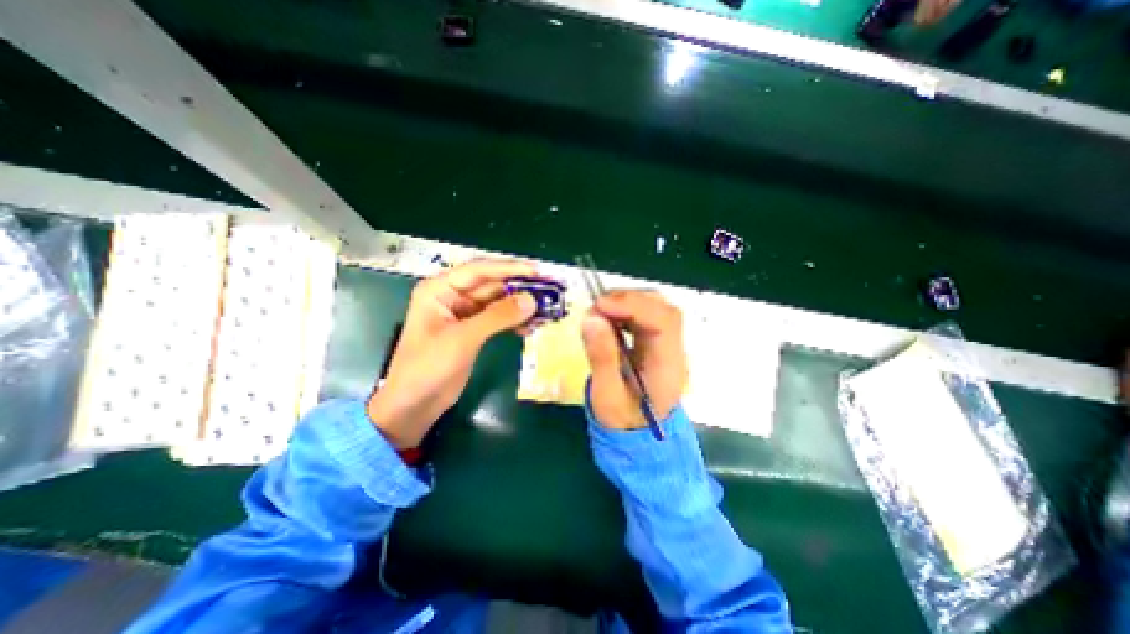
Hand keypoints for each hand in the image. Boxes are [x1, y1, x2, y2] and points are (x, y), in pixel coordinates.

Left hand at [364, 259, 533, 446]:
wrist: (414, 405)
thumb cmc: (428, 368)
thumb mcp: (463, 339)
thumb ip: (497, 317)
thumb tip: (532, 300)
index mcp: (440, 289)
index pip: (480, 270)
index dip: (510, 269)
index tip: (538, 271)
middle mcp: (452, 296)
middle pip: (492, 285)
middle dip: (519, 288)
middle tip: (549, 291)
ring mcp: (464, 314)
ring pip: (498, 302)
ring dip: (520, 306)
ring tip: (545, 310)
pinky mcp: (473, 331)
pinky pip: (498, 319)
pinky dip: (514, 321)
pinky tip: (530, 326)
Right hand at [582, 291, 688, 431]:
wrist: (637, 435)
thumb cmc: (622, 420)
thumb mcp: (606, 396)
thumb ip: (601, 357)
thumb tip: (591, 318)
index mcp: (668, 367)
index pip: (663, 322)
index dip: (633, 306)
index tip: (600, 306)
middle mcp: (674, 351)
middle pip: (663, 310)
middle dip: (629, 300)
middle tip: (597, 307)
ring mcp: (668, 345)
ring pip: (656, 308)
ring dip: (626, 303)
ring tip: (600, 312)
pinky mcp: (657, 343)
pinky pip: (646, 316)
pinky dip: (626, 311)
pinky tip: (609, 318)